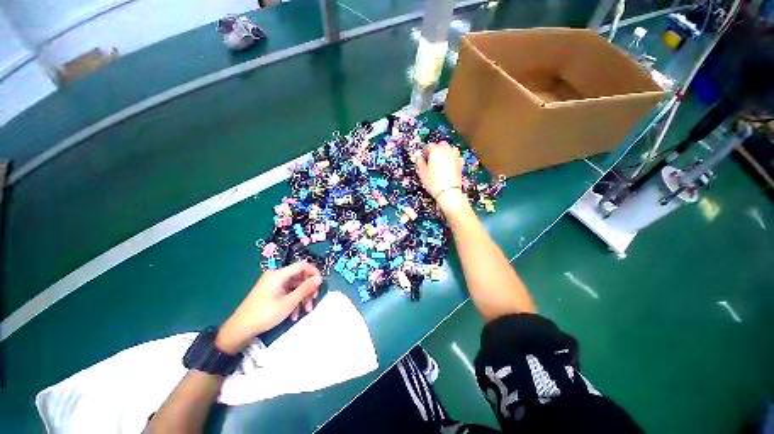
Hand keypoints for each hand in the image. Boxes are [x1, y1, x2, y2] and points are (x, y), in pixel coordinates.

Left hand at [216, 262, 321, 353]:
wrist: (239, 330)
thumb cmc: (265, 314)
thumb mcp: (289, 302)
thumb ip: (305, 289)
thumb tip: (319, 278)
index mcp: (279, 274)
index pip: (302, 265)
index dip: (314, 272)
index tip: (321, 283)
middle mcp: (276, 276)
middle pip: (299, 277)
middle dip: (308, 289)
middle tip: (313, 300)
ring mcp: (273, 284)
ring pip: (294, 286)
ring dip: (302, 297)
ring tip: (306, 311)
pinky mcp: (271, 292)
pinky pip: (287, 292)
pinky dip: (293, 301)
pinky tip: (294, 315)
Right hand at [413, 142, 467, 213]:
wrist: (448, 192)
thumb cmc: (432, 181)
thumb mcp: (422, 172)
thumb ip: (419, 162)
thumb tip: (417, 155)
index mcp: (436, 150)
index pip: (429, 146)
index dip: (424, 152)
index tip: (422, 158)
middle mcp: (446, 150)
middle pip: (441, 145)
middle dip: (436, 150)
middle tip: (431, 159)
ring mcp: (455, 156)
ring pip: (450, 149)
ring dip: (445, 152)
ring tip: (440, 161)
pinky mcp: (460, 163)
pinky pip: (455, 157)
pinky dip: (452, 158)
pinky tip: (448, 166)